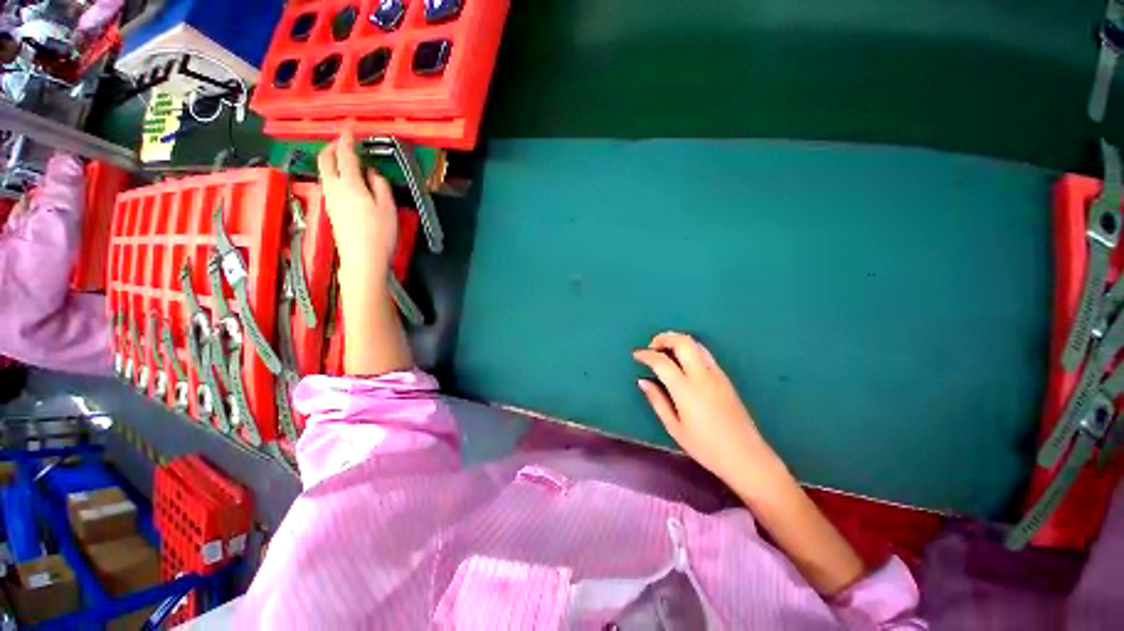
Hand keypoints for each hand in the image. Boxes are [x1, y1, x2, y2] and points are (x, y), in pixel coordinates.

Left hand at [317, 130, 396, 273]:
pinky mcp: (331, 210)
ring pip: (325, 171)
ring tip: (347, 159)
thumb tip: (372, 173)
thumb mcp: (387, 208)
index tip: (349, 127)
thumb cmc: (379, 233)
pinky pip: (329, 183)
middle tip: (345, 143)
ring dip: (332, 160)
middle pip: (325, 160)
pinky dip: (335, 174)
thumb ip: (380, 185)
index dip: (346, 139)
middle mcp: (334, 187)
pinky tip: (348, 180)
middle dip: (333, 147)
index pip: (345, 155)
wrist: (362, 259)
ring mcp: (330, 199)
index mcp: (349, 184)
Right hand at [634, 332, 775, 483]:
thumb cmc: (706, 446)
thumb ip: (657, 401)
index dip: (646, 355)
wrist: (746, 456)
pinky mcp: (725, 377)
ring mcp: (716, 374)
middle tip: (652, 346)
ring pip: (696, 344)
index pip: (661, 361)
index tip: (636, 355)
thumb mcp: (674, 428)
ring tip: (665, 351)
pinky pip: (704, 353)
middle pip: (683, 342)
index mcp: (686, 389)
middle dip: (664, 338)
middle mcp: (702, 376)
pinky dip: (689, 349)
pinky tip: (682, 362)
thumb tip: (642, 381)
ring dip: (677, 341)